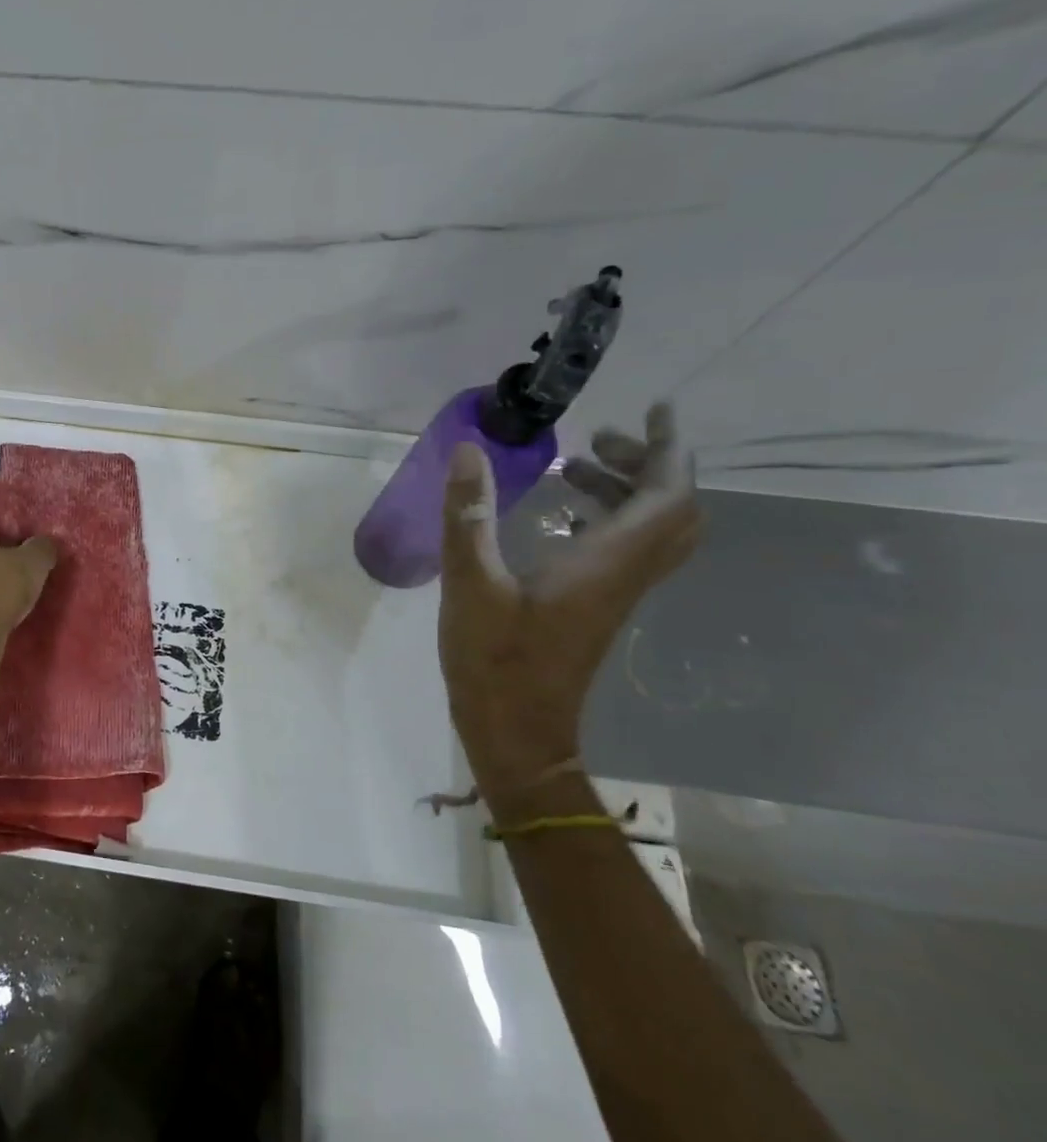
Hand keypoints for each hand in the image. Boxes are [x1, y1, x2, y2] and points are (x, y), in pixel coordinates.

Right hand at [439, 403, 701, 814]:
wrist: (516, 731)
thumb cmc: (493, 659)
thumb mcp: (470, 582)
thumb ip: (468, 514)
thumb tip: (469, 450)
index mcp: (605, 563)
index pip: (668, 495)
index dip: (668, 449)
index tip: (652, 411)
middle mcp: (625, 575)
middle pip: (673, 511)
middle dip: (649, 465)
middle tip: (600, 440)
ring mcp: (614, 595)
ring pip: (652, 531)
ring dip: (627, 491)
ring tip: (573, 468)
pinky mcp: (596, 608)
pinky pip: (627, 550)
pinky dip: (609, 518)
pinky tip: (562, 517)